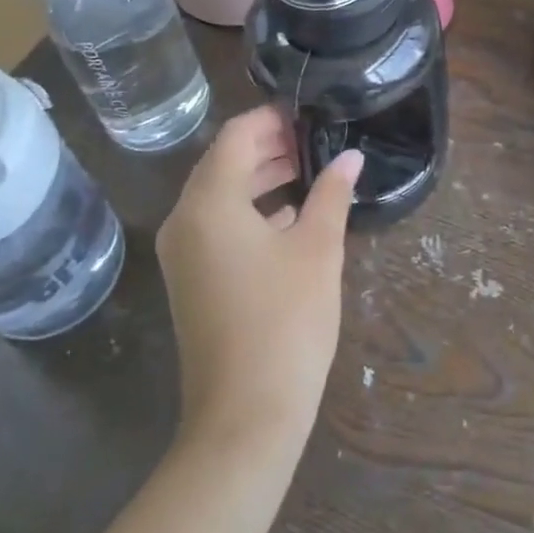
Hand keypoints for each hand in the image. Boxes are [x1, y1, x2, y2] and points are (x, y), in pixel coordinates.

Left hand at [157, 107, 362, 454]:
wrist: (244, 418)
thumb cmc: (285, 323)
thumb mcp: (317, 250)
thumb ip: (332, 194)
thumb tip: (351, 157)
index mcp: (209, 202)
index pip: (236, 135)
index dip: (272, 118)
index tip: (309, 113)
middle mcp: (185, 220)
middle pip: (223, 162)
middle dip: (268, 146)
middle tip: (315, 139)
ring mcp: (182, 253)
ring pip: (219, 195)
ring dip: (260, 177)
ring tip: (308, 170)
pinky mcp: (190, 280)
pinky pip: (216, 225)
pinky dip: (249, 210)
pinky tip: (289, 216)